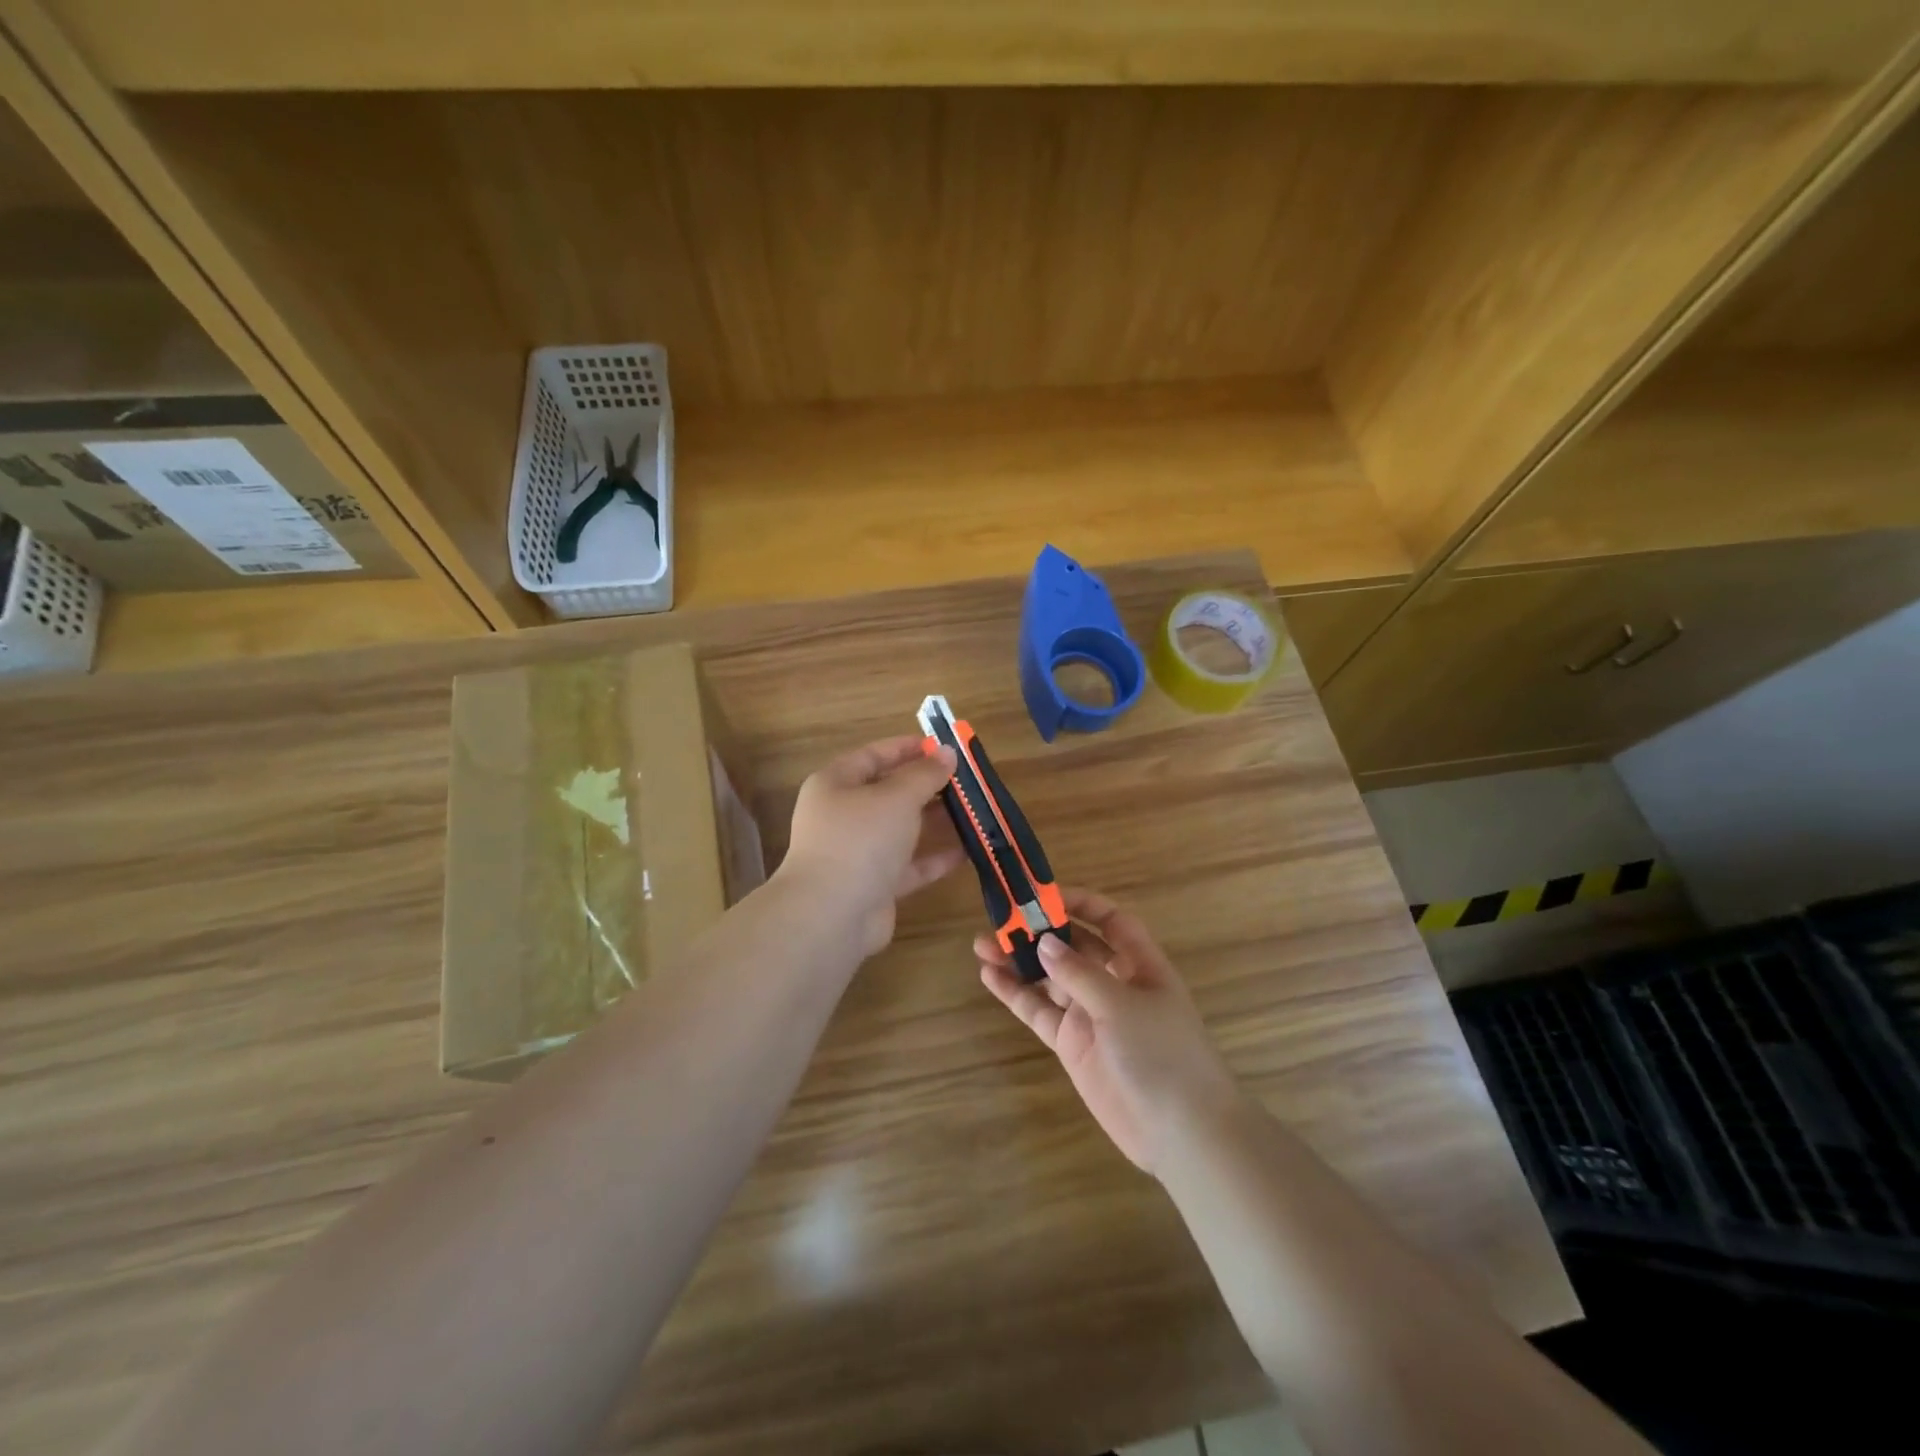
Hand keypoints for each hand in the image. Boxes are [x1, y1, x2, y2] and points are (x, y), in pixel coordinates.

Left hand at [779, 735, 965, 957]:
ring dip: (936, 821)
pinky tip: (969, 851)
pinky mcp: (875, 885)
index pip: (874, 755)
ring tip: (975, 812)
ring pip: (902, 830)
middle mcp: (844, 816)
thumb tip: (947, 753)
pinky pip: (910, 865)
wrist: (831, 915)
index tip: (944, 747)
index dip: (908, 748)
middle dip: (928, 786)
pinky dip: (936, 858)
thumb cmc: (860, 840)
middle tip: (967, 781)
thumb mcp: (897, 797)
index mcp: (836, 784)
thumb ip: (925, 774)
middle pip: (890, 793)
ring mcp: (858, 853)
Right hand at [978, 888, 1242, 1174]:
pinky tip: (989, 976)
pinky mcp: (1072, 1044)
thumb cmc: (1163, 1054)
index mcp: (1140, 965)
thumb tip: (1045, 941)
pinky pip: (1039, 1011)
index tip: (1044, 894)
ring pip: (1049, 978)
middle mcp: (1114, 984)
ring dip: (1019, 960)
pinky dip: (1015, 994)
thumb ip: (1079, 973)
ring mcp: (1091, 1015)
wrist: (1180, 1133)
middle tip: (1001, 918)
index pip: (1111, 921)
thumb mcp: (1122, 1005)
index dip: (1081, 904)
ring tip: (982, 944)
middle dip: (1040, 931)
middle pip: (1073, 947)